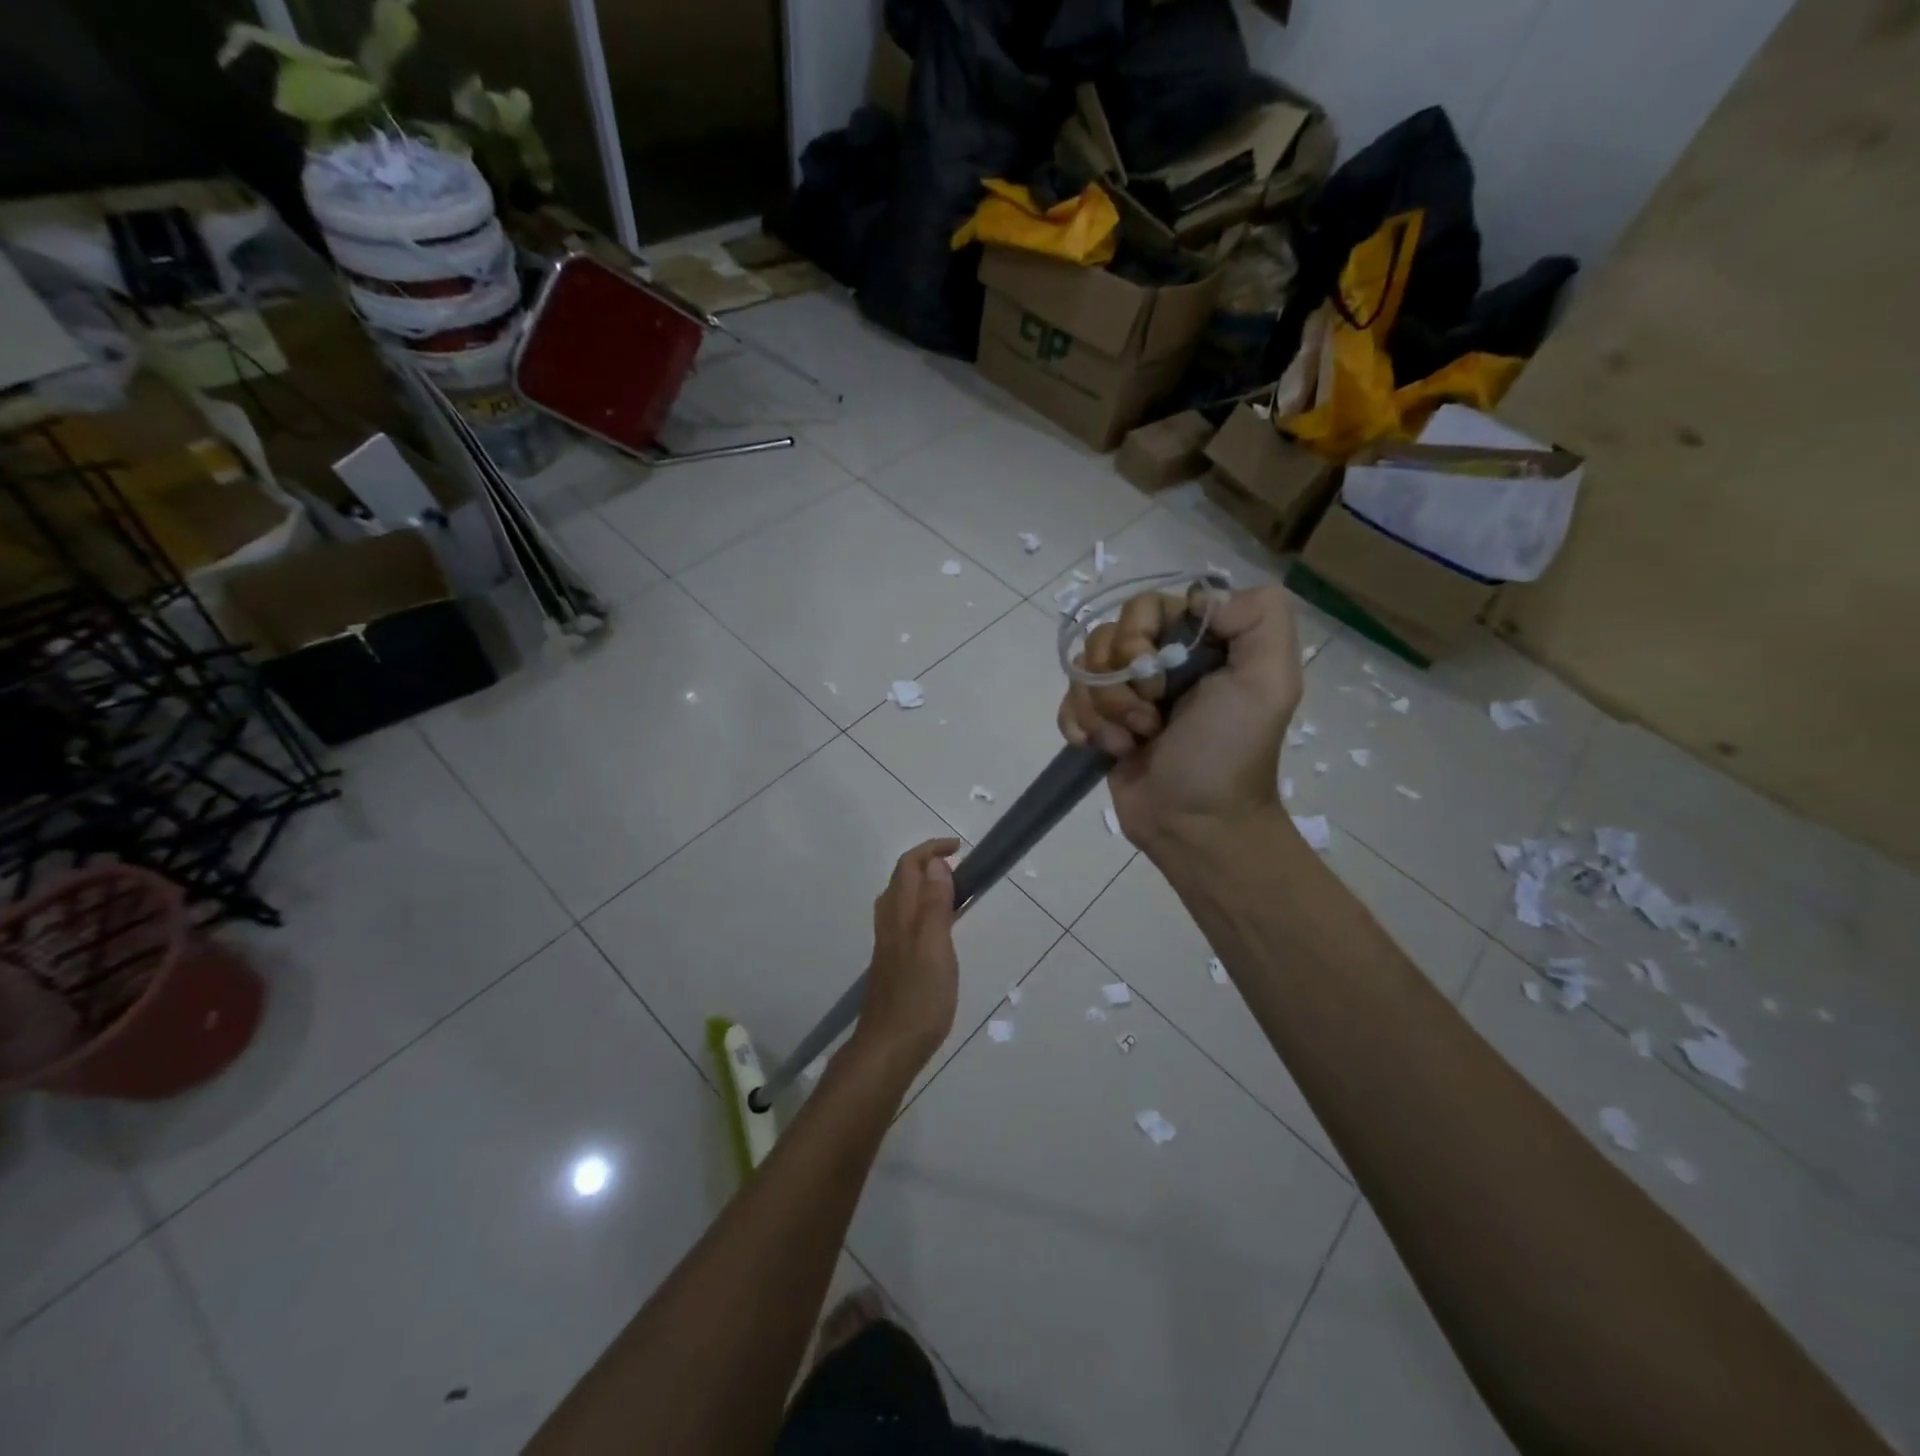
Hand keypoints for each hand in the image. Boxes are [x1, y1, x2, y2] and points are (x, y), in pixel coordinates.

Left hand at [853, 839, 961, 1073]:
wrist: (889, 1047)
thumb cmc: (918, 997)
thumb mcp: (934, 946)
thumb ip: (934, 904)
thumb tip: (936, 864)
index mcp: (900, 913)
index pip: (909, 865)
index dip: (932, 850)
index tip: (960, 849)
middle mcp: (890, 922)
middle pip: (903, 878)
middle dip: (929, 863)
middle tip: (962, 870)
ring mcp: (889, 943)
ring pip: (903, 899)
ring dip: (926, 885)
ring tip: (956, 893)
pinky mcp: (894, 961)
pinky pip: (907, 920)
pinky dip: (925, 909)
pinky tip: (941, 928)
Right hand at [1057, 585, 1301, 849]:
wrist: (1195, 825)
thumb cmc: (1228, 754)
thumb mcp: (1269, 681)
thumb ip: (1259, 618)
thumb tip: (1199, 598)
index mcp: (1199, 643)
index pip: (1146, 606)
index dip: (1138, 636)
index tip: (1157, 678)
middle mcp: (1161, 660)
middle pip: (1107, 637)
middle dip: (1119, 682)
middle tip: (1149, 719)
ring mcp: (1127, 693)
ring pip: (1084, 670)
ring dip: (1104, 711)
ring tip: (1132, 742)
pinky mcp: (1101, 723)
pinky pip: (1069, 701)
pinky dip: (1079, 725)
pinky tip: (1102, 749)